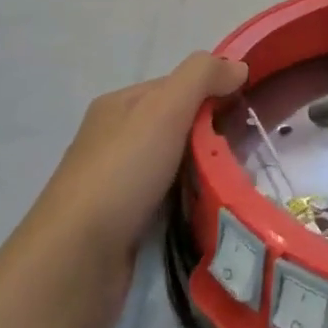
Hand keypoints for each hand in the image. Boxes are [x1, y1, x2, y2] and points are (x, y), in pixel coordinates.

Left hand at [18, 52, 247, 316]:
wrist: (76, 260)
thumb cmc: (122, 174)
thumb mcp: (164, 110)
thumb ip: (201, 78)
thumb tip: (238, 66)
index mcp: (119, 106)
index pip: (177, 86)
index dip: (213, 91)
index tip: (249, 110)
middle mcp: (114, 139)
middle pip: (177, 125)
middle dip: (213, 134)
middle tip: (251, 149)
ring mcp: (118, 182)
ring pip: (175, 164)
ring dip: (205, 170)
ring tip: (242, 180)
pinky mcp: (125, 222)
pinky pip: (169, 199)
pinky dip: (191, 200)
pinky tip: (213, 208)